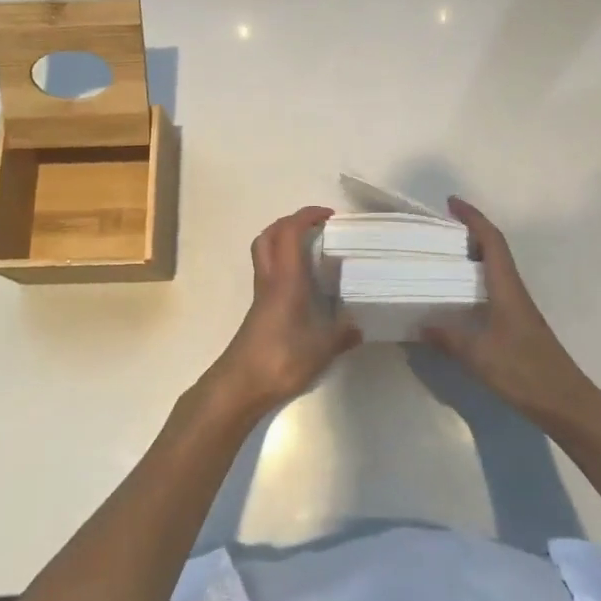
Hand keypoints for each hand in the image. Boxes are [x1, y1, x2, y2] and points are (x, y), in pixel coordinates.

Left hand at [208, 206, 361, 416]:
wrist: (240, 384)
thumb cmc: (280, 358)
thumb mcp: (322, 348)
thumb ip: (343, 333)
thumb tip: (359, 325)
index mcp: (285, 278)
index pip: (290, 231)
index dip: (307, 216)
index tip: (329, 216)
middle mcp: (270, 278)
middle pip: (270, 235)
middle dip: (291, 222)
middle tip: (317, 228)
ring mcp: (261, 294)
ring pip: (265, 252)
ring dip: (284, 241)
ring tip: (311, 250)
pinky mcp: (258, 309)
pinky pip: (269, 272)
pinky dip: (284, 265)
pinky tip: (304, 284)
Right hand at [421, 197, 596, 426]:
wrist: (565, 403)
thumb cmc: (524, 371)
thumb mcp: (479, 355)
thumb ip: (448, 338)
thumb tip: (420, 324)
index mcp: (507, 287)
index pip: (492, 240)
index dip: (473, 218)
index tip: (452, 203)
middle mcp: (514, 290)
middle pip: (494, 249)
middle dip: (470, 231)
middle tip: (440, 229)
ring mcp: (517, 308)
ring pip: (495, 269)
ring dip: (474, 255)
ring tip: (444, 256)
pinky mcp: (517, 324)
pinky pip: (494, 288)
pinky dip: (476, 280)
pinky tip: (459, 296)